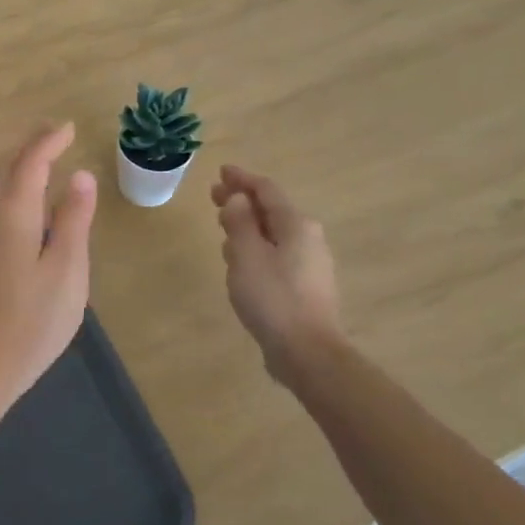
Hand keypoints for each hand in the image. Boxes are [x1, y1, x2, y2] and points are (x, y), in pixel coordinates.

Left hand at [0, 123, 96, 402]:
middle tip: (57, 133)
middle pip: (7, 168)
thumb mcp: (67, 268)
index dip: (48, 142)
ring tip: (48, 158)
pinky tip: (32, 200)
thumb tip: (80, 176)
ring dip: (22, 165)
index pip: (29, 163)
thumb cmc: (34, 318)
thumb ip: (73, 219)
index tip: (68, 127)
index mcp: (13, 214)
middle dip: (31, 146)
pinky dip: (17, 188)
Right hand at [212, 165, 342, 388]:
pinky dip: (256, 248)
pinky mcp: (304, 286)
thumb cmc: (273, 298)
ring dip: (247, 225)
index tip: (221, 172)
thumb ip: (240, 222)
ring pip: (273, 233)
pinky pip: (276, 254)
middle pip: (271, 210)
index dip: (242, 179)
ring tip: (223, 225)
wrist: (307, 352)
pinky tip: (240, 261)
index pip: (266, 190)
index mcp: (296, 225)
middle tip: (215, 195)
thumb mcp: (246, 255)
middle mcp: (308, 238)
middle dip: (243, 201)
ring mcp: (309, 263)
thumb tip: (239, 199)